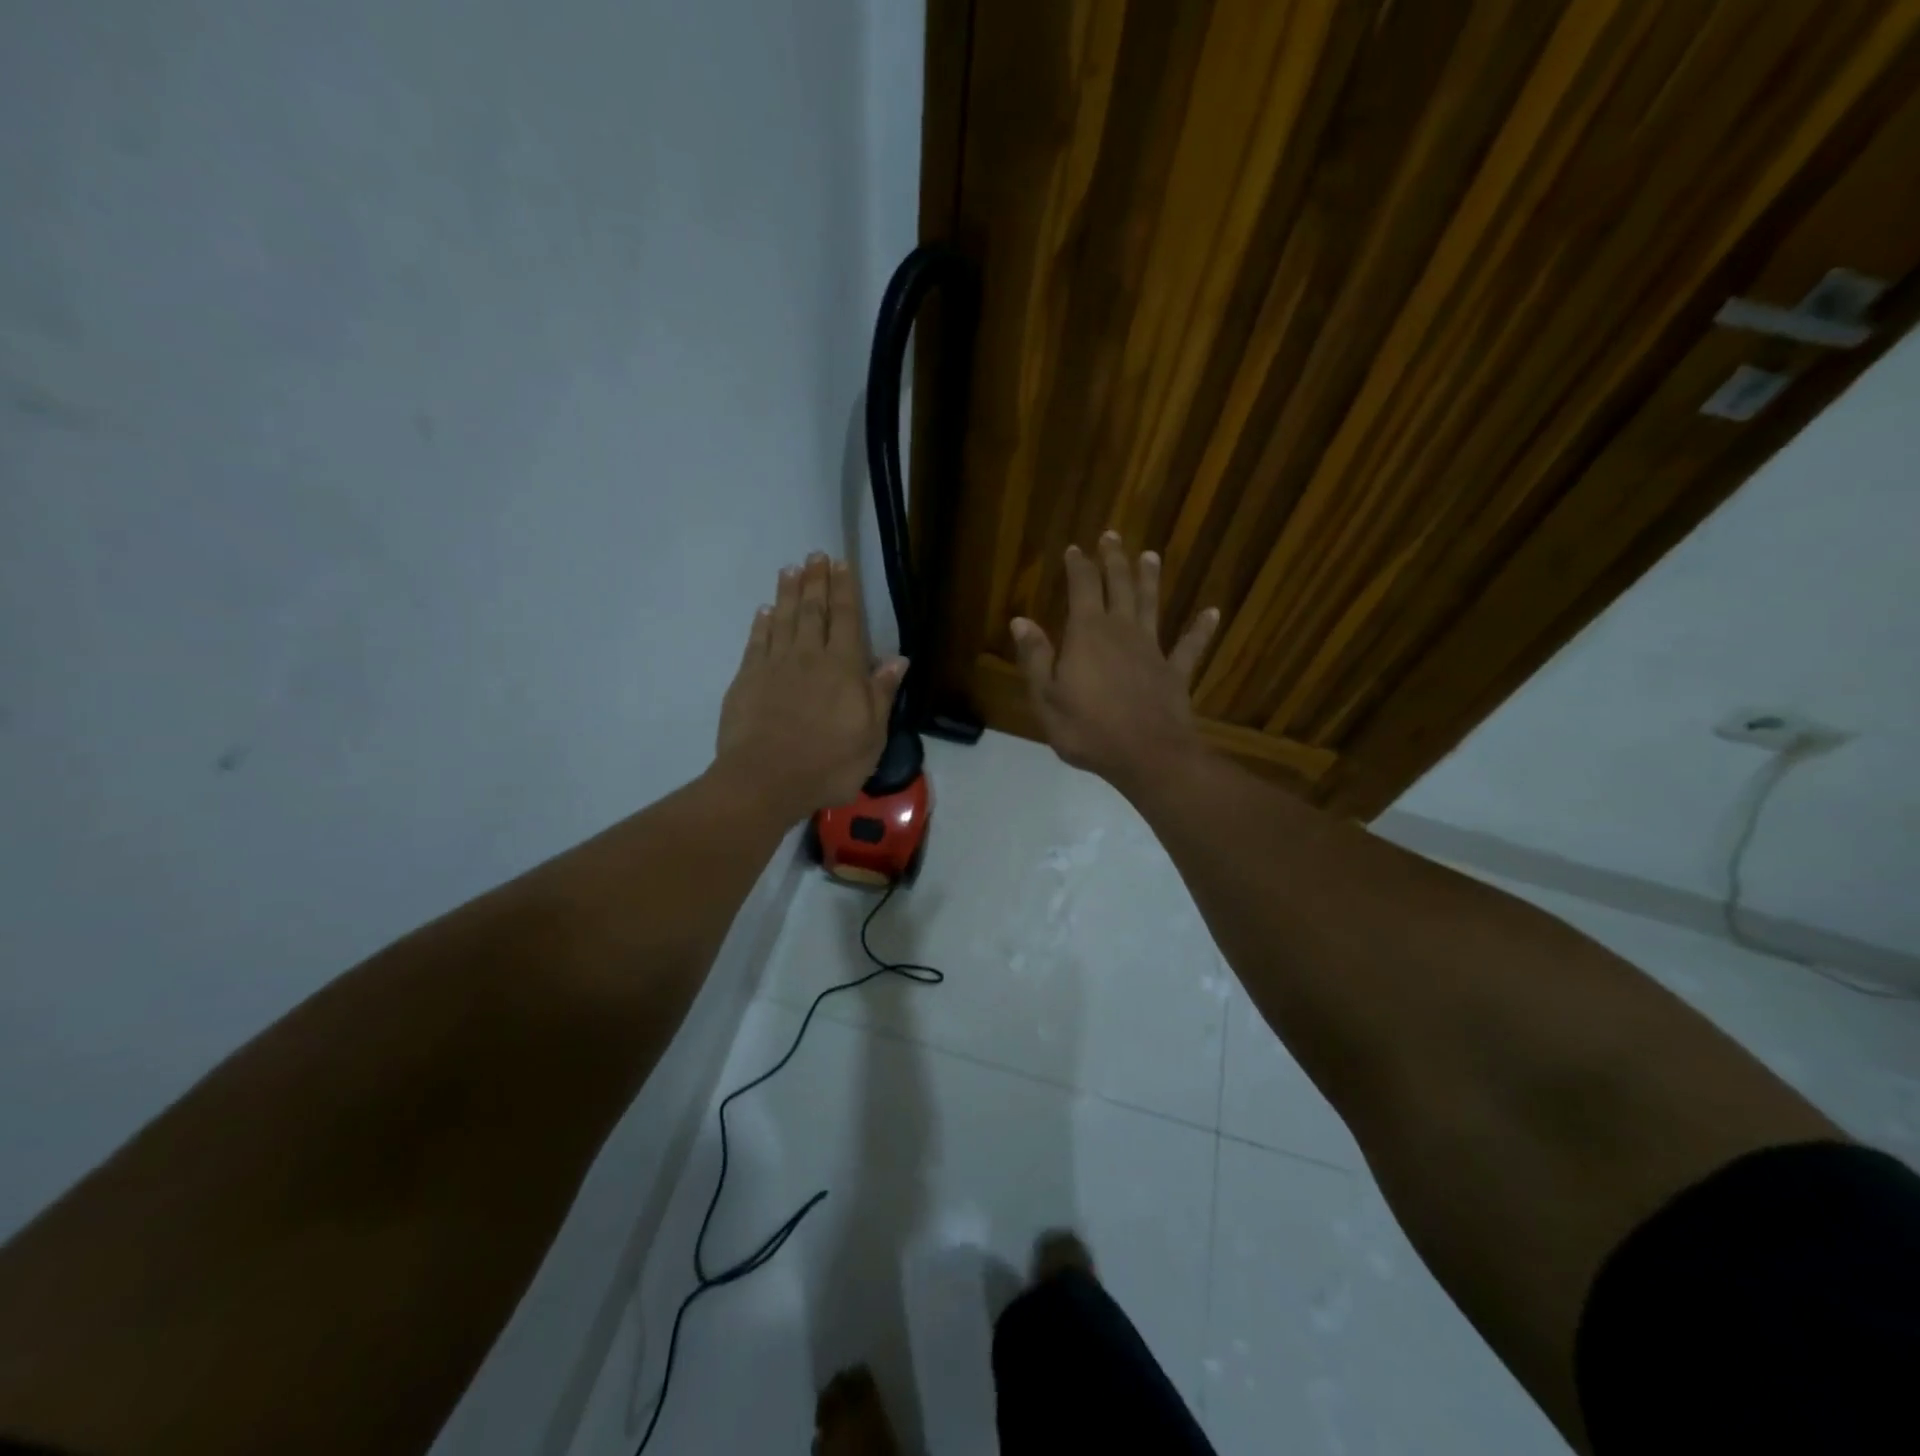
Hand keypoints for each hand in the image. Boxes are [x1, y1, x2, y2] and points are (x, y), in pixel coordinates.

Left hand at [714, 553, 905, 823]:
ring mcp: (775, 665)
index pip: (847, 619)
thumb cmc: (828, 764)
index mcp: (844, 668)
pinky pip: (757, 641)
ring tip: (791, 569)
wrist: (765, 780)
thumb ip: (882, 694)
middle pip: (814, 611)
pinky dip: (762, 623)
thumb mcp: (871, 737)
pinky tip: (765, 610)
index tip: (842, 564)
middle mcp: (810, 657)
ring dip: (789, 592)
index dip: (845, 590)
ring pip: (784, 619)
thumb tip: (898, 660)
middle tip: (816, 555)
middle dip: (817, 581)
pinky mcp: (747, 679)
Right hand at [1011, 532, 1218, 793]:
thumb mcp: (1047, 698)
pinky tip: (1212, 612)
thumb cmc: (1088, 730)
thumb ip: (1036, 658)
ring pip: (1151, 605)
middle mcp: (1122, 631)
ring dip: (1150, 579)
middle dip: (1113, 560)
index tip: (1075, 548)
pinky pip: (1190, 646)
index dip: (1078, 566)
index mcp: (1087, 634)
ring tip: (1151, 555)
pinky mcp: (1175, 672)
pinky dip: (1201, 629)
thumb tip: (1021, 621)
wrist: (1147, 756)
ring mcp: (1153, 650)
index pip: (1082, 588)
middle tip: (1112, 536)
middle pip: (1118, 587)